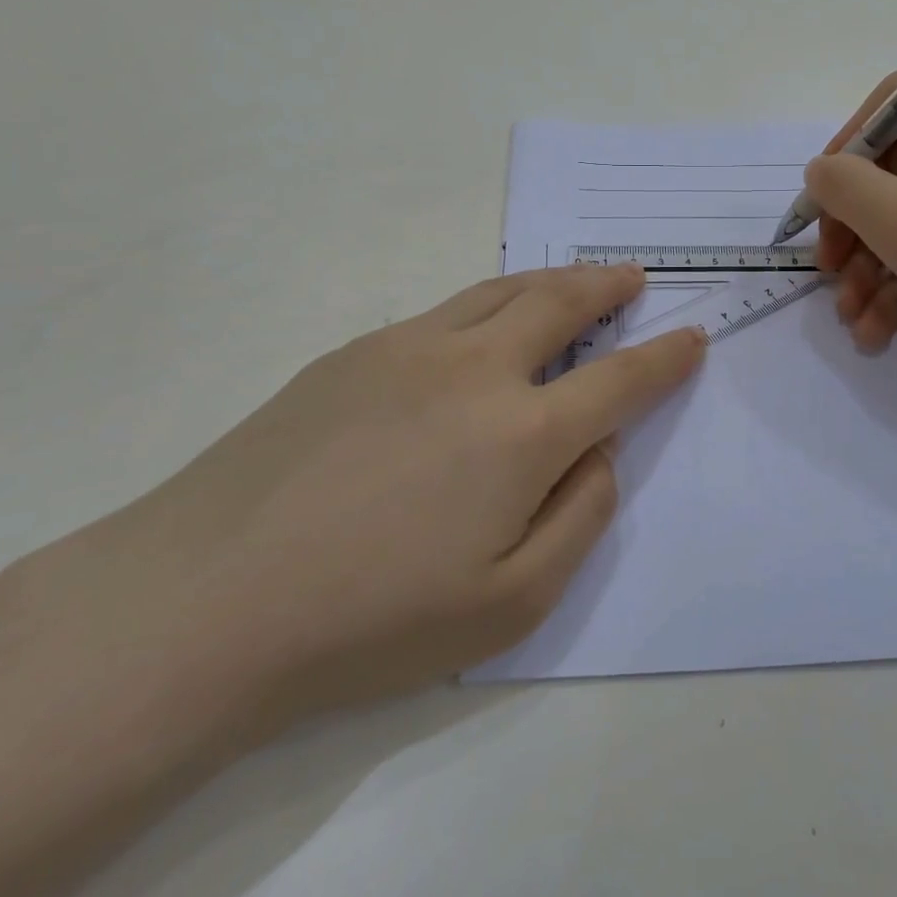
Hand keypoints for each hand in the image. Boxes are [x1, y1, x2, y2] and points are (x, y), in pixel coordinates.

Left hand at [84, 264, 704, 737]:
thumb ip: (579, 517)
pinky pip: (444, 312)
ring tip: (576, 278)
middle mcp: (474, 368)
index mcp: (521, 433)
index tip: (692, 337)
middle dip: (608, 285)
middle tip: (632, 275)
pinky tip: (482, 325)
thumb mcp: (509, 604)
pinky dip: (487, 303)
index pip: (620, 380)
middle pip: (560, 303)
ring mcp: (409, 348)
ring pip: (500, 291)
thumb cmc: (369, 621)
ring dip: (550, 280)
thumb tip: (599, 451)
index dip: (664, 358)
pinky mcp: (355, 351)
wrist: (204, 600)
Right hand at [805, 76, 896, 388]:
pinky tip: (878, 331)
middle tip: (827, 270)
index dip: (845, 146)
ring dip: (870, 267)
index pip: (888, 105)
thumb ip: (846, 187)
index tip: (822, 200)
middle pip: (890, 170)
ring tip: (851, 319)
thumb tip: (822, 172)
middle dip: (851, 226)